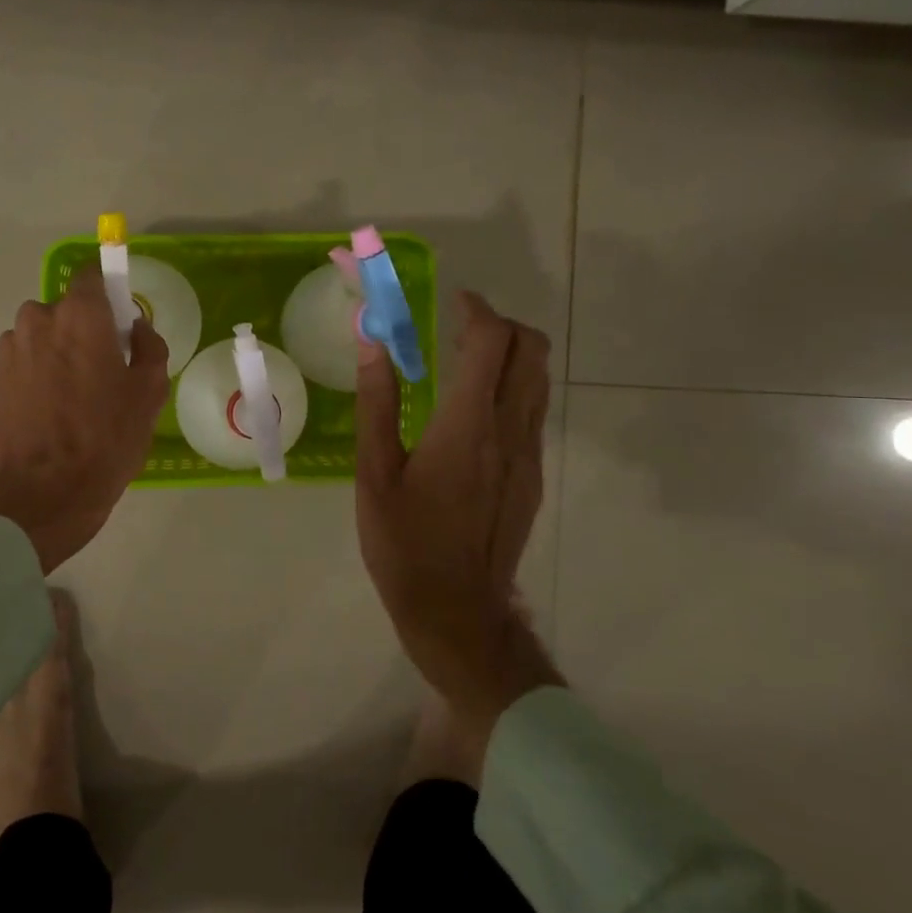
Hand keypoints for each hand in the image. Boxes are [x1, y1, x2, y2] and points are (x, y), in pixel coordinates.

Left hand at [0, 266, 168, 573]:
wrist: (43, 492)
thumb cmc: (105, 438)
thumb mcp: (149, 393)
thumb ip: (150, 346)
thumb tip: (136, 328)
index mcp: (80, 314)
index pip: (92, 275)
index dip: (109, 293)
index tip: (120, 322)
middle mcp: (38, 319)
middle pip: (66, 310)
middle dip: (84, 330)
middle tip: (103, 371)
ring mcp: (10, 349)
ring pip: (43, 337)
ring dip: (58, 353)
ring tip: (74, 398)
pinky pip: (25, 362)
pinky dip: (38, 375)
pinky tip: (51, 412)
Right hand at [355, 291, 564, 730]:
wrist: (455, 610)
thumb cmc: (403, 542)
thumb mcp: (374, 473)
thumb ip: (377, 403)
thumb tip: (372, 342)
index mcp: (467, 426)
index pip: (492, 343)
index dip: (476, 310)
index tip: (452, 302)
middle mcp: (510, 432)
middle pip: (531, 351)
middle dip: (502, 325)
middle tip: (460, 327)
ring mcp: (529, 456)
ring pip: (538, 381)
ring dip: (511, 355)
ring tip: (465, 361)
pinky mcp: (533, 477)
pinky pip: (532, 412)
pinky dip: (512, 388)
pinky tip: (472, 412)